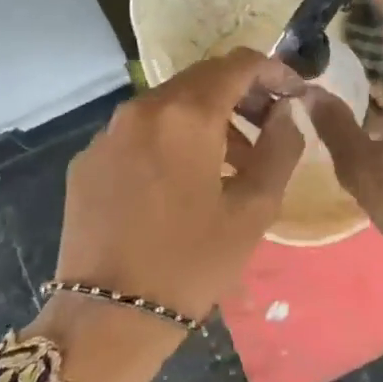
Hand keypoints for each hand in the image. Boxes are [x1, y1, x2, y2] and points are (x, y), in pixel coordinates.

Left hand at [57, 48, 304, 315]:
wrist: (108, 317)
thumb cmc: (192, 263)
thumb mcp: (254, 209)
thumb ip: (280, 148)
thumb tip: (286, 112)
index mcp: (186, 115)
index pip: (238, 64)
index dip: (273, 69)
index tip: (294, 92)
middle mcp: (142, 109)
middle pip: (202, 79)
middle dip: (241, 93)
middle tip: (270, 125)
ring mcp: (108, 133)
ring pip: (169, 105)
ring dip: (207, 119)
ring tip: (233, 161)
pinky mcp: (88, 160)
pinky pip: (140, 132)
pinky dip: (171, 139)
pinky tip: (182, 181)